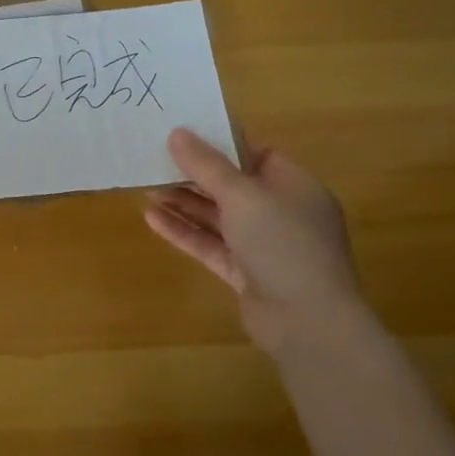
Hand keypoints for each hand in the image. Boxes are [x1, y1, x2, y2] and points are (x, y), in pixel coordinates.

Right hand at [144, 128, 363, 355]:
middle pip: (234, 187)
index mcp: (295, 186)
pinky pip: (212, 246)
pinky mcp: (247, 275)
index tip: (185, 138)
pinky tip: (152, 219)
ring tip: (147, 189)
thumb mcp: (242, 195)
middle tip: (157, 162)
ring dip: (185, 204)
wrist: (307, 322)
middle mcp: (283, 213)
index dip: (222, 146)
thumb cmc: (282, 243)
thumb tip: (177, 133)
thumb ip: (207, 164)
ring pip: (220, 218)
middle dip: (196, 176)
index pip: (257, 155)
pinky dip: (185, 232)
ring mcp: (265, 247)